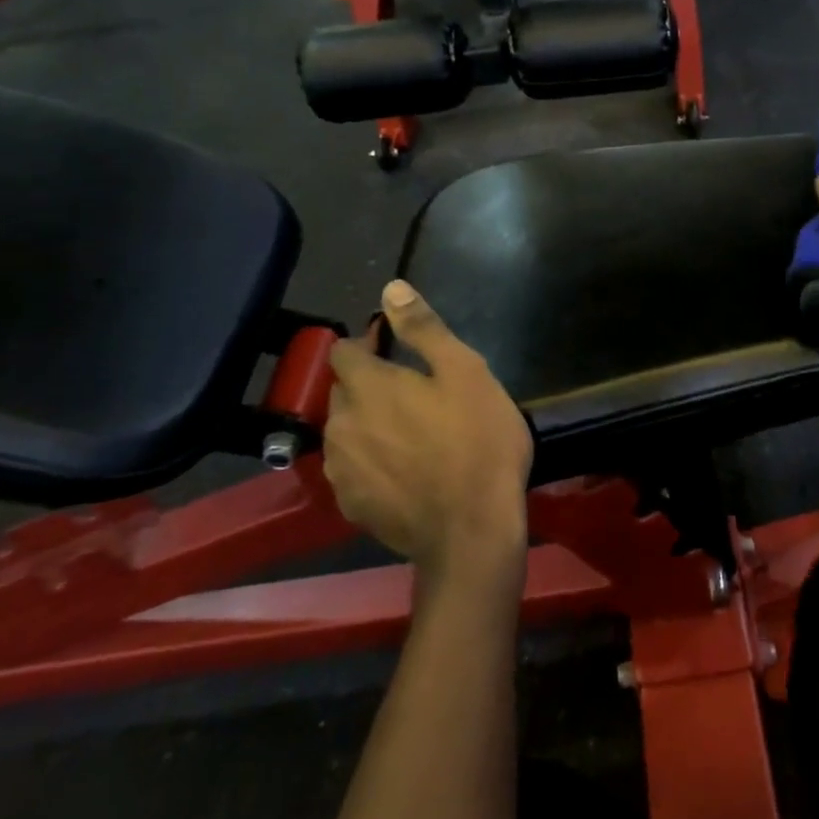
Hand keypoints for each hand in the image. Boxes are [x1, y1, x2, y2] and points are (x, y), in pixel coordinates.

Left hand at [324, 280, 533, 579]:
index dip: (367, 342)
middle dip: (368, 381)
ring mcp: (343, 471)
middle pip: (343, 391)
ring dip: (367, 421)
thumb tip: (391, 288)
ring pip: (346, 431)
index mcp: (367, 388)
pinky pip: (353, 468)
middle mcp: (341, 426)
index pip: (344, 351)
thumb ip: (423, 329)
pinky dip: (371, 458)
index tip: (394, 345)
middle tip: (412, 388)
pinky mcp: (351, 506)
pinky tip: (403, 468)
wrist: (472, 530)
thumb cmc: (477, 441)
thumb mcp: (464, 371)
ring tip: (409, 429)